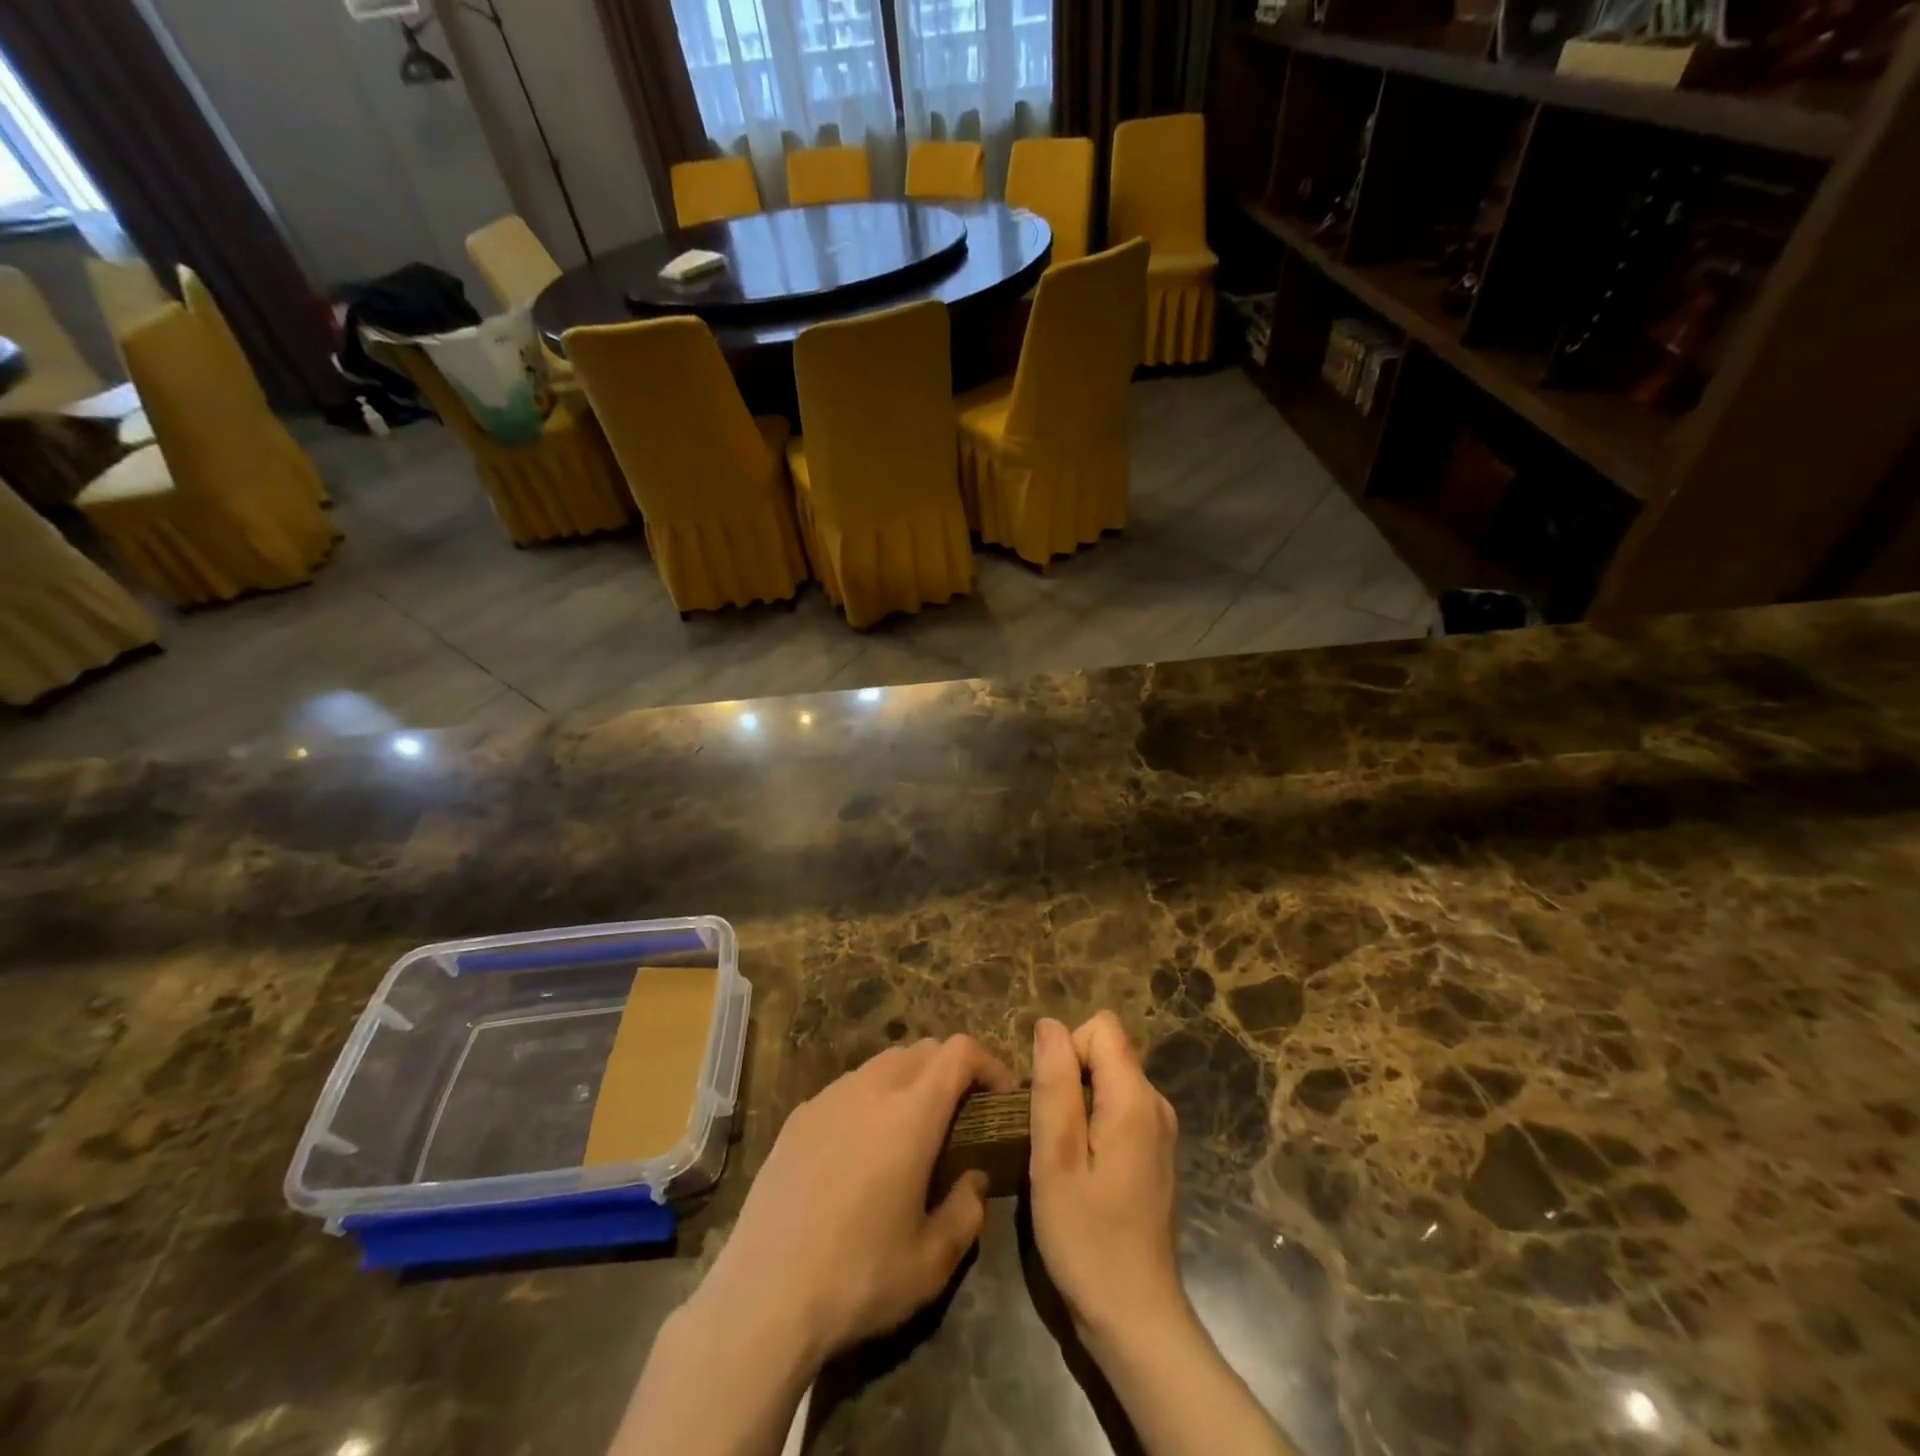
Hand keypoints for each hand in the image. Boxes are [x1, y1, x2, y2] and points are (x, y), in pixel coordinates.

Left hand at [693, 1034, 1015, 1362]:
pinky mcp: (798, 1116)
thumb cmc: (858, 1278)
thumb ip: (967, 1210)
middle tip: (961, 1117)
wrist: (762, 1298)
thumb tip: (972, 1178)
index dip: (989, 1064)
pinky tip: (861, 1151)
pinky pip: (848, 1087)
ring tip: (912, 1132)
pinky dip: (871, 1098)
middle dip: (951, 1071)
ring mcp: (828, 1097)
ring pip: (884, 1063)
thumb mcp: (932, 1262)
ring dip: (910, 1081)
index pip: (959, 1052)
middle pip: (923, 1050)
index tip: (1000, 1098)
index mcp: (911, 1113)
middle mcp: (871, 1089)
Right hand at [1029, 1012, 1187, 1349]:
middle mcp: (1156, 1104)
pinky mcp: (1154, 1154)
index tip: (1050, 1103)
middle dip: (1069, 1077)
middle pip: (1106, 1051)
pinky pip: (1117, 1108)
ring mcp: (1159, 1131)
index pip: (1101, 1028)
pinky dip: (1092, 1124)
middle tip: (1050, 1136)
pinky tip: (1080, 1171)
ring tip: (1061, 1156)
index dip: (1066, 1051)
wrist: (1135, 1319)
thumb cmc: (1087, 1239)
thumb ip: (1054, 1083)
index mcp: (1136, 1098)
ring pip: (1109, 1080)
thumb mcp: (1056, 1158)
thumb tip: (1048, 1024)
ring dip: (1077, 1102)